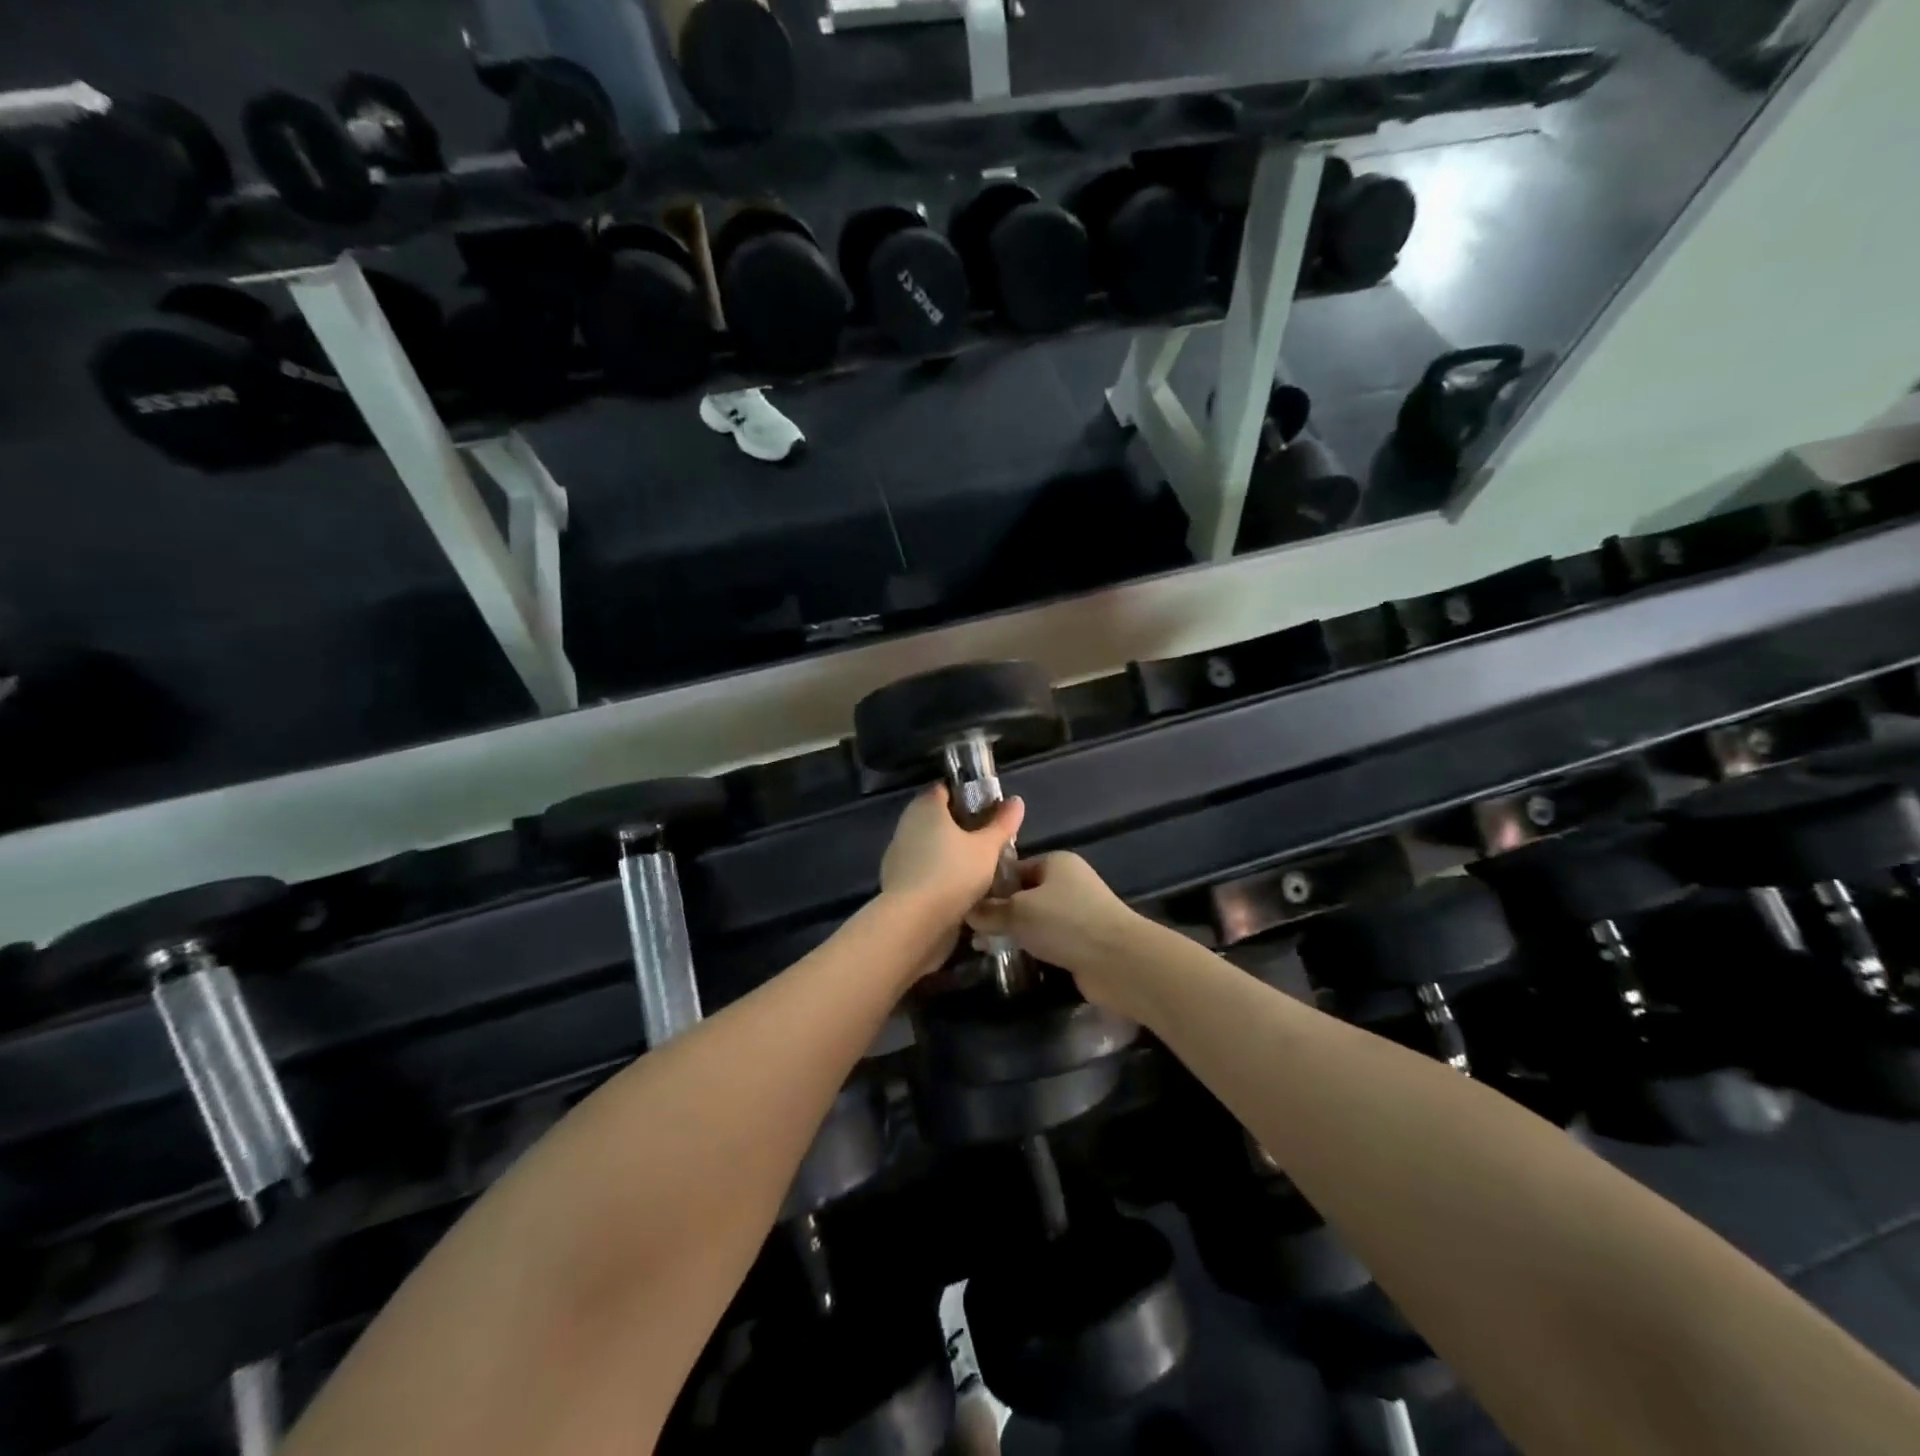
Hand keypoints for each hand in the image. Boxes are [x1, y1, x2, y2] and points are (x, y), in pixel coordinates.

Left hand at [880, 785, 1024, 923]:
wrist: (913, 923)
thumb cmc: (952, 873)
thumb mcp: (986, 848)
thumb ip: (1002, 824)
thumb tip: (1016, 801)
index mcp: (925, 807)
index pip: (945, 789)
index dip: (968, 794)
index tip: (991, 808)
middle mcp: (908, 825)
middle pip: (940, 819)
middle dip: (965, 828)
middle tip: (992, 840)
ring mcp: (900, 855)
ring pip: (933, 846)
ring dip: (954, 854)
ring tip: (984, 867)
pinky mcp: (899, 883)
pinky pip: (926, 871)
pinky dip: (943, 875)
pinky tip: (965, 890)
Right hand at [966, 853, 1142, 1009]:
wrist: (1118, 961)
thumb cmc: (1065, 923)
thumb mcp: (1018, 912)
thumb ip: (990, 911)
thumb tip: (967, 911)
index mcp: (1056, 862)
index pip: (1014, 868)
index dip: (990, 886)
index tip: (967, 906)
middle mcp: (1069, 882)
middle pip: (1024, 894)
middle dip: (1000, 912)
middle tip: (973, 932)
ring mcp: (1078, 912)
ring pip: (1036, 919)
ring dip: (1015, 932)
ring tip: (986, 948)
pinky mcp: (1083, 940)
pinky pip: (1049, 939)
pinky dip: (1033, 947)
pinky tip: (1013, 959)